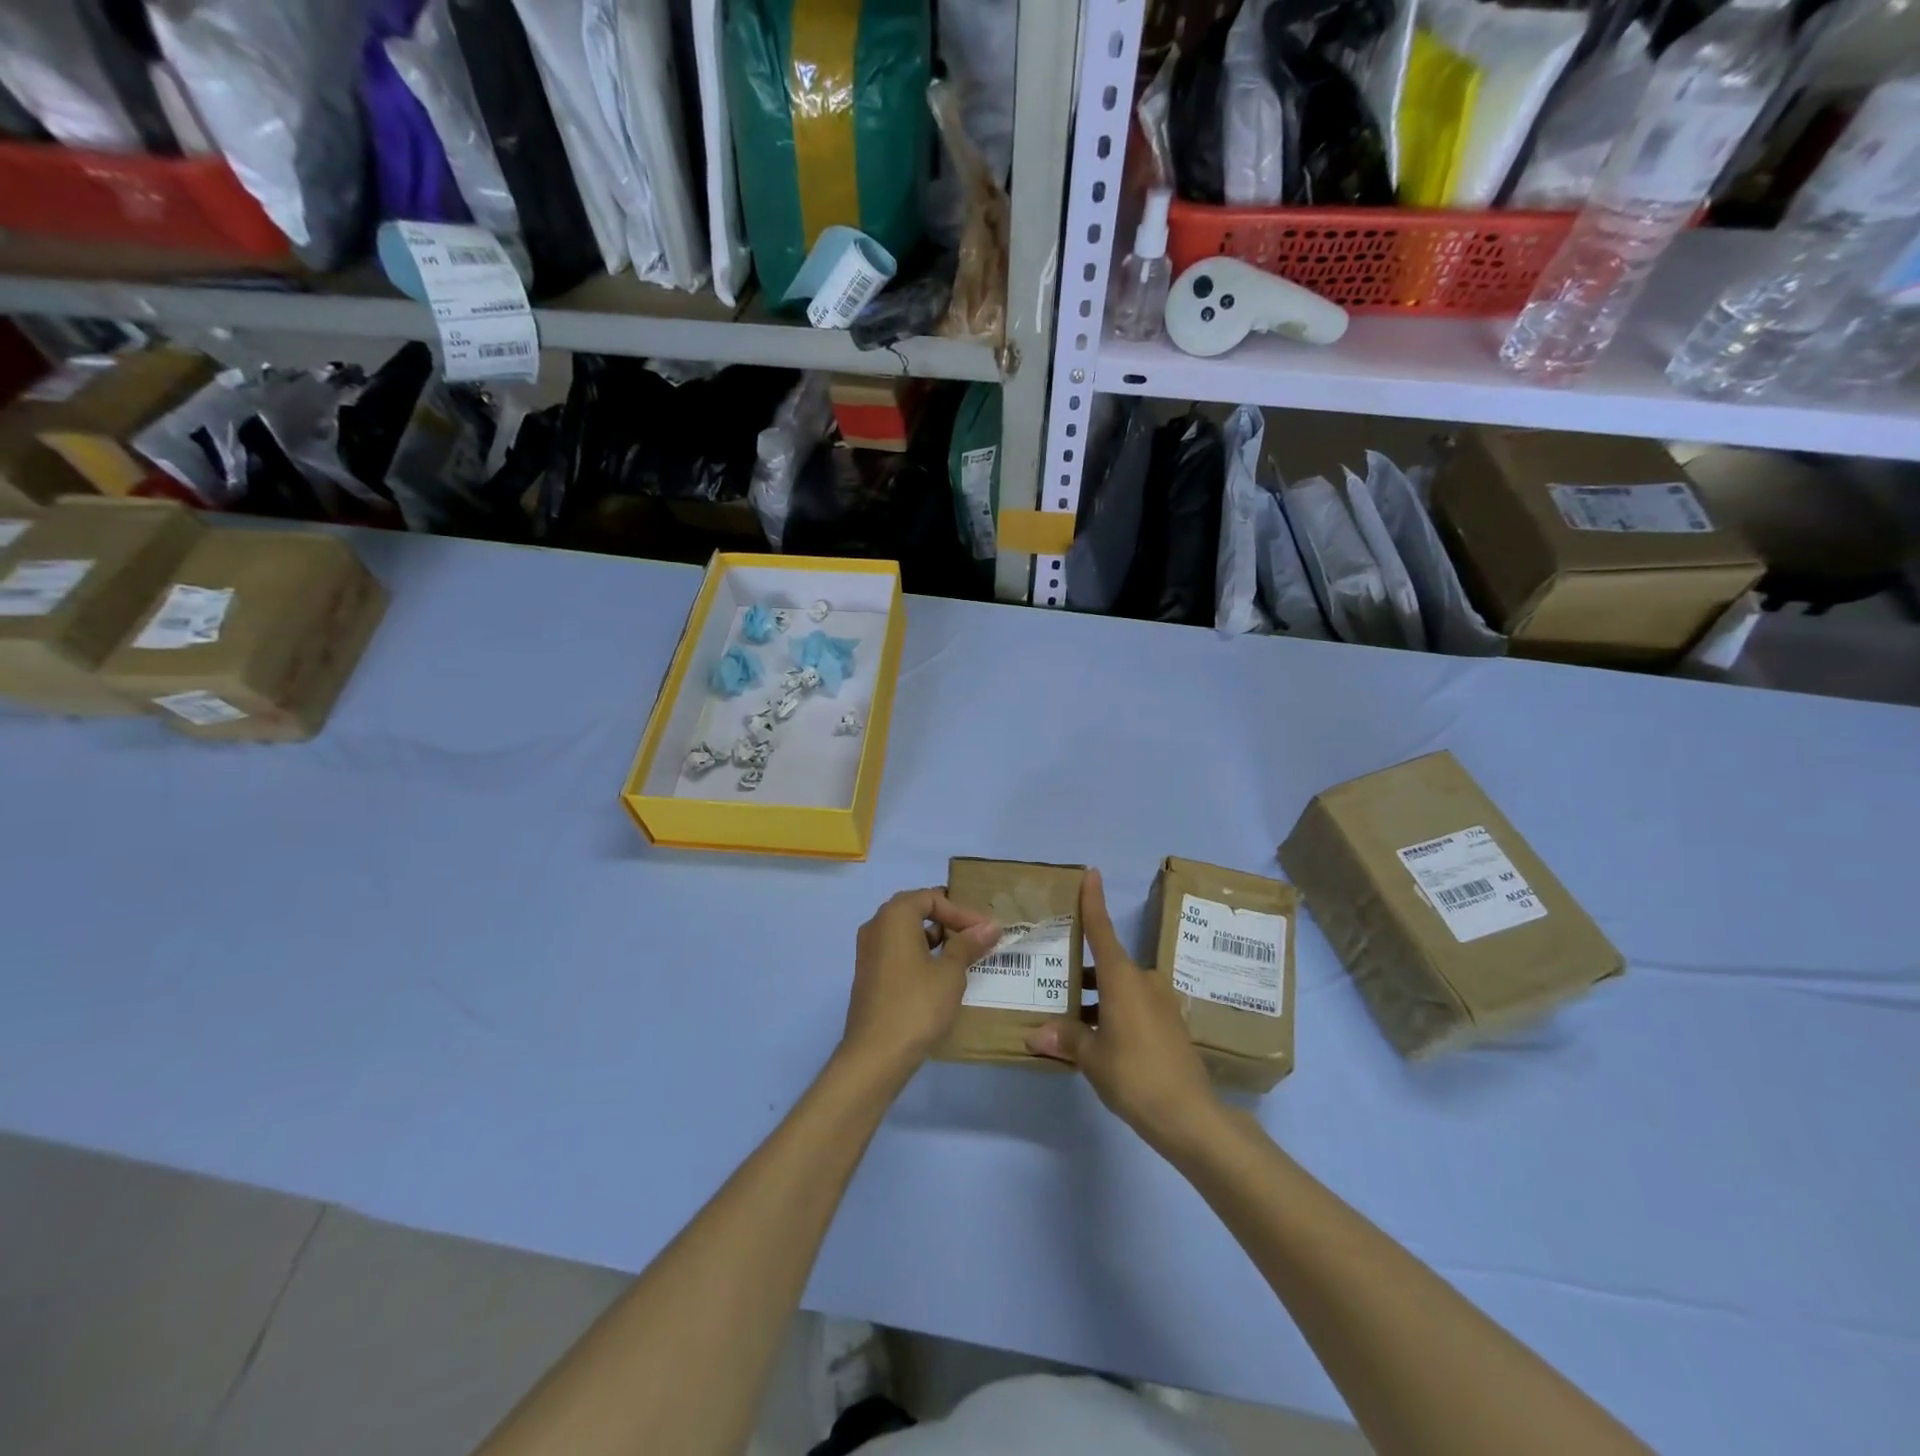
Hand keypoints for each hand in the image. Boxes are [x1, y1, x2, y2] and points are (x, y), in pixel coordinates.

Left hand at [841, 888, 999, 1080]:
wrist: (875, 1055)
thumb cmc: (917, 1005)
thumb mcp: (950, 973)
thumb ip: (968, 944)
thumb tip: (990, 926)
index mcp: (894, 916)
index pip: (931, 898)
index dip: (961, 911)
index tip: (986, 929)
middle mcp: (876, 927)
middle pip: (916, 910)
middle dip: (948, 921)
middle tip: (975, 936)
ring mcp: (868, 952)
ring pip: (906, 933)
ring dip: (935, 939)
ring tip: (963, 955)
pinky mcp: (868, 975)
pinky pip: (897, 952)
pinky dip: (920, 955)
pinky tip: (941, 974)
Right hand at [1026, 869, 1220, 1154]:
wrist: (1190, 1116)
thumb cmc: (1135, 1075)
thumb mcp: (1092, 1058)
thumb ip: (1065, 1040)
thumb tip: (1035, 1034)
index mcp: (1123, 979)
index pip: (1102, 930)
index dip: (1093, 901)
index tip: (1091, 873)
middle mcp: (1143, 981)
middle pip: (1107, 965)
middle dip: (1081, 971)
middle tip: (1052, 978)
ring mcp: (1160, 1003)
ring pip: (1119, 989)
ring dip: (1095, 997)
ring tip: (1067, 1017)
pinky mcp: (1170, 1025)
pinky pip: (1134, 1006)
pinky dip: (1112, 1012)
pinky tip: (1096, 1037)